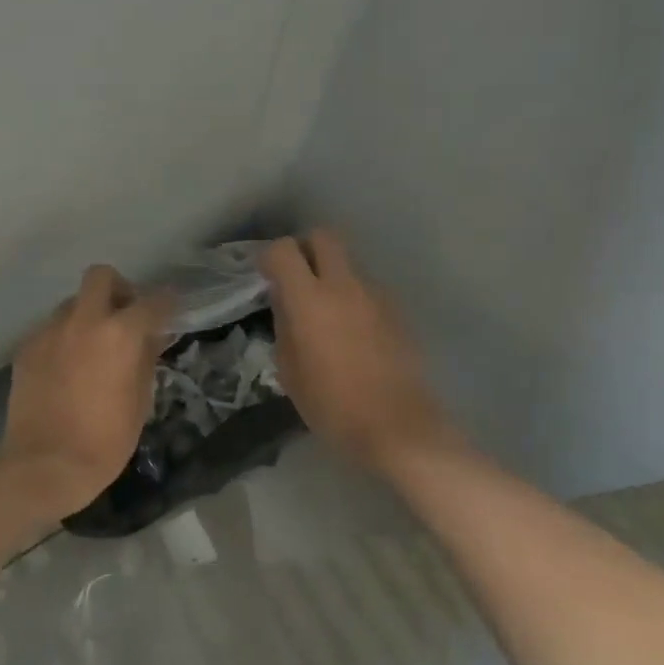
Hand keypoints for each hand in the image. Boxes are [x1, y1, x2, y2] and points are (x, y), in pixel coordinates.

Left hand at [1, 265, 173, 509]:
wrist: (44, 465)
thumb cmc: (105, 441)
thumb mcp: (140, 402)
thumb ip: (146, 361)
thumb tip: (151, 338)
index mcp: (120, 334)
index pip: (152, 301)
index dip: (166, 303)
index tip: (170, 310)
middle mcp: (83, 321)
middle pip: (101, 276)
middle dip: (118, 288)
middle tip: (124, 316)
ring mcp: (50, 331)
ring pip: (72, 303)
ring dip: (88, 315)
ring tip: (92, 346)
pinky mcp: (26, 348)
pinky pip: (51, 329)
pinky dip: (64, 338)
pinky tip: (66, 367)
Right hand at [261, 230, 461, 472]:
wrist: (398, 427)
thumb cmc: (332, 406)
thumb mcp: (290, 372)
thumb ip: (284, 327)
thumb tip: (285, 304)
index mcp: (310, 300)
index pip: (285, 251)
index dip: (271, 258)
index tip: (266, 277)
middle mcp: (345, 286)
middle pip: (324, 237)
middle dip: (305, 249)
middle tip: (296, 278)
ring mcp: (376, 296)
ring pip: (348, 264)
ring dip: (332, 276)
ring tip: (325, 315)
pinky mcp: (396, 311)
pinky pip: (366, 290)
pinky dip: (352, 299)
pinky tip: (350, 334)